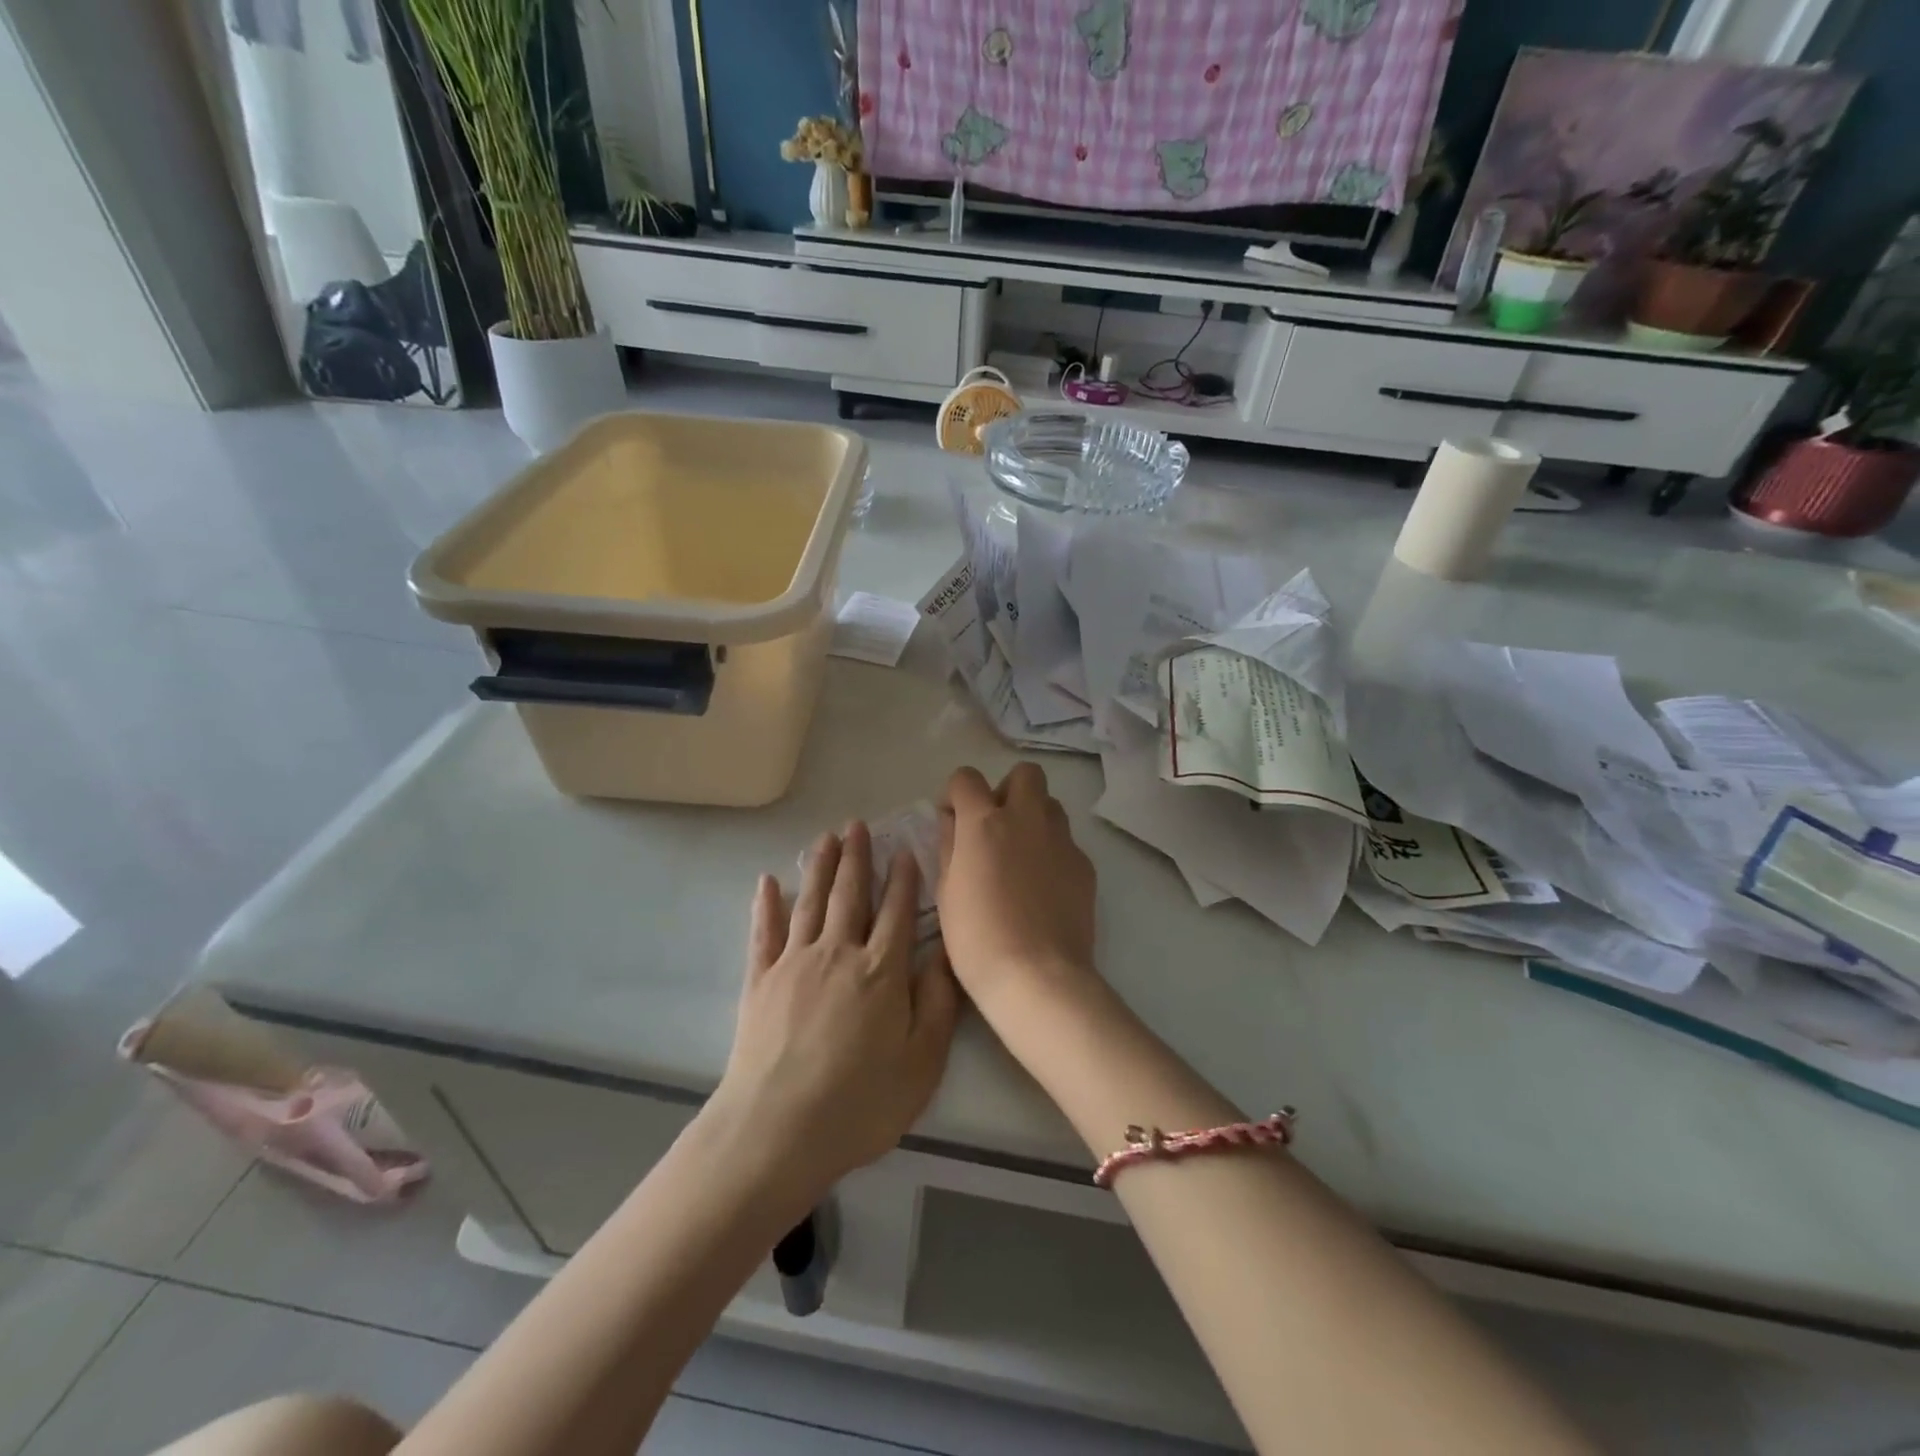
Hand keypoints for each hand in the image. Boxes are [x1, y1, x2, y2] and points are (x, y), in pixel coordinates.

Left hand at [714, 822, 959, 1201]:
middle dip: (857, 858)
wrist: (777, 1131)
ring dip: (819, 867)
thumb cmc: (860, 1103)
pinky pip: (764, 932)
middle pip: (850, 895)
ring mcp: (794, 963)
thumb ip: (938, 1003)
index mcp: (881, 971)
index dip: (903, 880)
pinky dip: (766, 905)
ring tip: (826, 838)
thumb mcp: (922, 1062)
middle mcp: (838, 953)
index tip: (905, 851)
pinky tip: (767, 882)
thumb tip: (946, 953)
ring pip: (811, 902)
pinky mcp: (760, 981)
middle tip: (858, 825)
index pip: (897, 912)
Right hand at [937, 763, 1098, 1012]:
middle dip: (1007, 790)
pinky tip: (1042, 887)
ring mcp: (1061, 840)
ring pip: (1051, 805)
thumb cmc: (977, 938)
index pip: (966, 778)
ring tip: (1020, 855)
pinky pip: (1067, 842)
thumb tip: (952, 821)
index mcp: (984, 823)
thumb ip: (949, 846)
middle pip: (1025, 774)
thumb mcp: (946, 891)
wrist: (1037, 977)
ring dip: (1033, 817)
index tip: (952, 818)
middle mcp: (1026, 819)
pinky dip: (1052, 851)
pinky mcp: (1085, 865)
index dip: (956, 793)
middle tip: (994, 826)